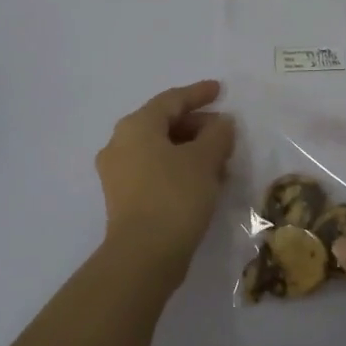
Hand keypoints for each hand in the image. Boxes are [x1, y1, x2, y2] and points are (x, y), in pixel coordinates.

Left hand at [95, 80, 235, 273]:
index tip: (220, 90)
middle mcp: (120, 144)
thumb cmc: (175, 196)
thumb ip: (218, 134)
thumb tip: (222, 123)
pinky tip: (205, 181)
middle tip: (226, 134)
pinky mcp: (124, 199)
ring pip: (161, 150)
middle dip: (198, 126)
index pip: (171, 100)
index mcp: (136, 126)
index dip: (198, 94)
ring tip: (222, 161)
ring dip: (192, 151)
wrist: (144, 254)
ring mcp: (119, 173)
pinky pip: (156, 171)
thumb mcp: (205, 160)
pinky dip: (180, 169)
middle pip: (164, 124)